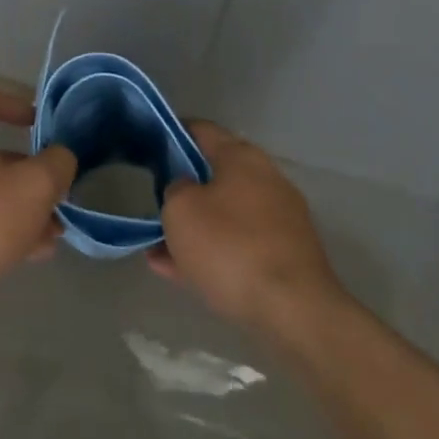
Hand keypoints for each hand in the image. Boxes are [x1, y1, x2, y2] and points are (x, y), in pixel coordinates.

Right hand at [146, 121, 341, 324]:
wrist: (292, 308)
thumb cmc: (229, 246)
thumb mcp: (181, 210)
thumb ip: (174, 189)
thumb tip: (184, 190)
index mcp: (242, 157)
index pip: (201, 130)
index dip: (171, 134)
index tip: (147, 146)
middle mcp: (266, 179)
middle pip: (214, 174)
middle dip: (182, 189)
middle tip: (152, 202)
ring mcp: (279, 218)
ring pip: (224, 215)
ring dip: (192, 227)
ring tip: (156, 247)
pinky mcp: (284, 254)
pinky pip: (236, 245)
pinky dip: (209, 252)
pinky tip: (177, 271)